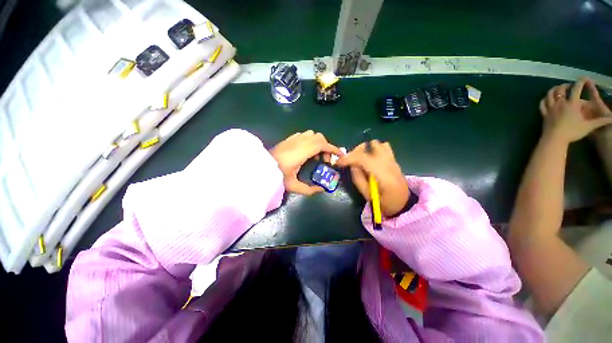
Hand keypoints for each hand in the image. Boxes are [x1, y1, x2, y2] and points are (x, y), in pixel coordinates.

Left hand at [271, 130, 342, 194]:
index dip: (333, 148)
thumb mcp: (293, 185)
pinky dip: (309, 140)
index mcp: (302, 152)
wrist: (259, 168)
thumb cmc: (276, 176)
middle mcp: (299, 142)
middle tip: (324, 160)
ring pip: (312, 134)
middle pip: (319, 137)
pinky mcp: (288, 139)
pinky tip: (306, 151)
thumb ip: (309, 189)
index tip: (339, 155)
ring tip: (315, 156)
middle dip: (326, 147)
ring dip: (318, 142)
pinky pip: (303, 135)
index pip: (322, 144)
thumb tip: (321, 190)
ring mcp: (293, 139)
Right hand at [336, 141, 409, 216]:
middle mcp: (389, 164)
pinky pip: (383, 147)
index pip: (364, 159)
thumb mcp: (367, 195)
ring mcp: (393, 160)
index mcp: (384, 176)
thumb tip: (351, 165)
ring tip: (360, 159)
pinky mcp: (393, 159)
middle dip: (356, 152)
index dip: (349, 158)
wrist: (404, 204)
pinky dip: (373, 149)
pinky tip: (370, 159)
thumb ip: (358, 179)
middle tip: (350, 162)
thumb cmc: (385, 203)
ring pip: (377, 144)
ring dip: (365, 149)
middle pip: (370, 146)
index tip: (339, 162)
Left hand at [539, 78, 611, 143]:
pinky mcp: (544, 114)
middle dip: (566, 85)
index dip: (581, 81)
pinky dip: (544, 99)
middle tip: (570, 86)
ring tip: (558, 89)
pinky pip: (542, 104)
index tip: (584, 79)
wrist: (555, 139)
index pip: (577, 88)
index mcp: (572, 104)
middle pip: (561, 89)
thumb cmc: (572, 132)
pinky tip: (547, 98)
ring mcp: (550, 108)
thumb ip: (600, 121)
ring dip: (554, 89)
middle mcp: (560, 103)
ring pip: (549, 94)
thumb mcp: (588, 126)